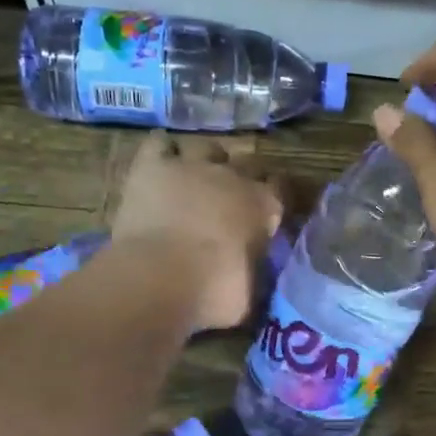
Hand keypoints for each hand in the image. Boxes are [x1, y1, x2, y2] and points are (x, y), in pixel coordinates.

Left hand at [110, 133, 283, 331]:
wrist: (159, 277)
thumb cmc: (213, 292)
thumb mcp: (250, 292)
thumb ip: (256, 272)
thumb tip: (256, 274)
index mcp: (265, 207)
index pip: (281, 187)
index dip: (275, 196)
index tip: (268, 210)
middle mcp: (234, 177)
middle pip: (248, 161)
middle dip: (243, 177)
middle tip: (230, 198)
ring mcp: (193, 166)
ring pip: (207, 147)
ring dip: (205, 160)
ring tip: (196, 177)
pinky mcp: (153, 165)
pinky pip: (160, 143)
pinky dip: (163, 152)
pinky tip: (161, 165)